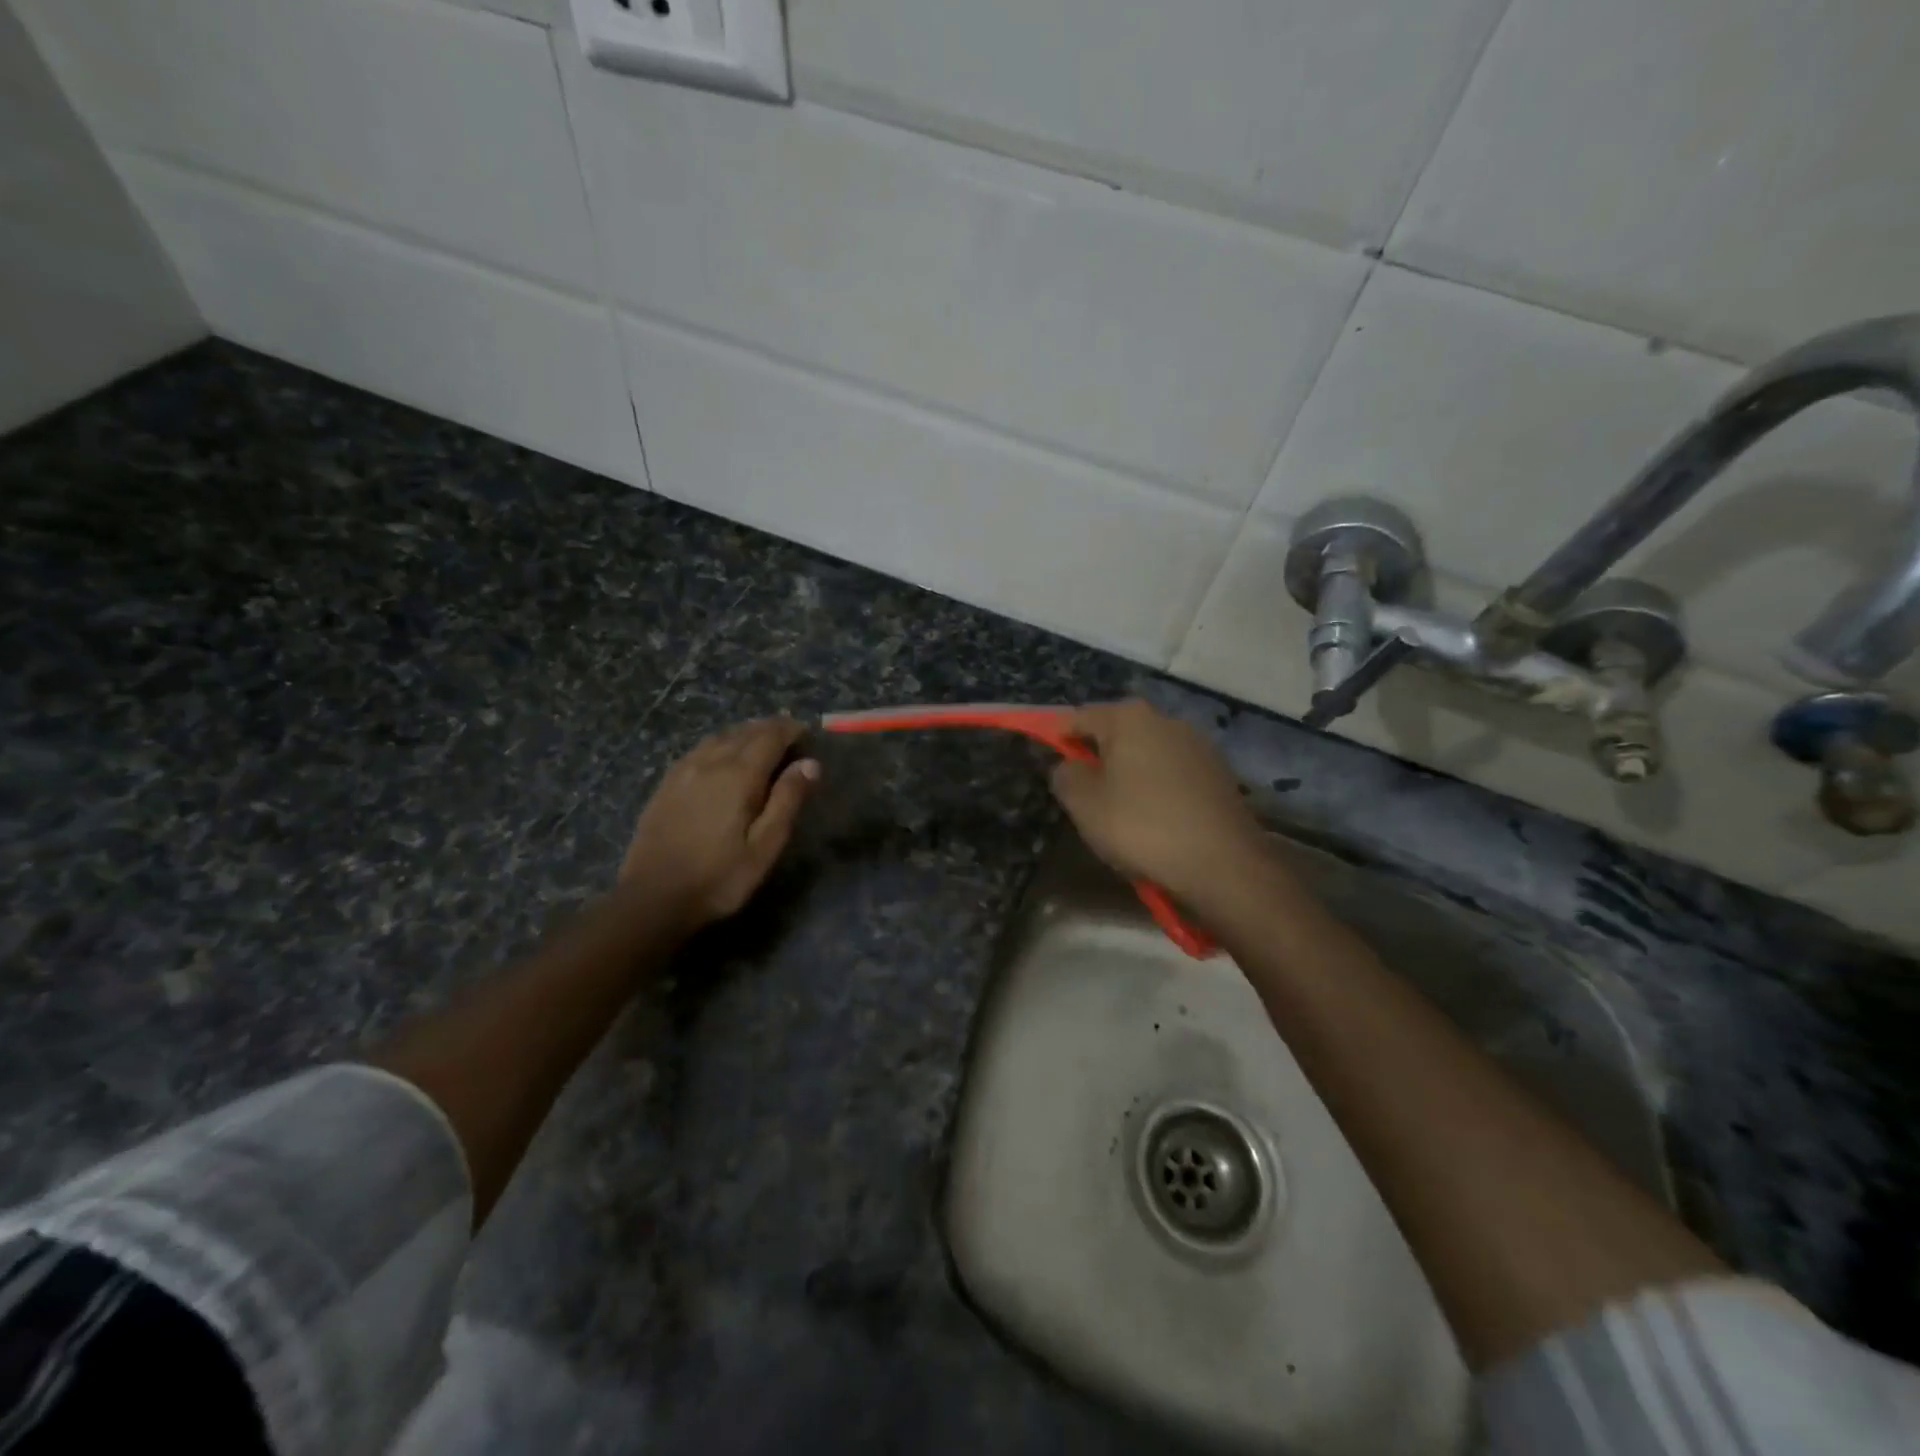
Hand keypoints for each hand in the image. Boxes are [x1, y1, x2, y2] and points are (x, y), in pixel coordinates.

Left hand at [619, 718, 819, 931]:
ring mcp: (683, 771)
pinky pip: (699, 750)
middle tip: (789, 736)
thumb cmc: (719, 877)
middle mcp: (710, 763)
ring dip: (744, 733)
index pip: (770, 737)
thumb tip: (810, 764)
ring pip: (719, 737)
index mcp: (739, 775)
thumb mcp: (765, 846)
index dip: (790, 730)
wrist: (652, 898)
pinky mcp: (666, 784)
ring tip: (760, 742)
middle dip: (769, 729)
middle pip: (744, 732)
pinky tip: (722, 757)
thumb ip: (787, 801)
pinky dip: (720, 744)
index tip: (807, 733)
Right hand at [1049, 701, 1269, 910]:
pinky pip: (1172, 773)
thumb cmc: (1142, 827)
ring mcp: (1197, 744)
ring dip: (1129, 774)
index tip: (1047, 761)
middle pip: (1116, 733)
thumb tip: (1069, 766)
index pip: (1078, 718)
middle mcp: (1165, 719)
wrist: (1223, 864)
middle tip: (1083, 794)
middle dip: (1097, 757)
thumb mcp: (1084, 804)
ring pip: (1146, 753)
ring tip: (1120, 811)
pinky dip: (1157, 788)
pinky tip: (1155, 819)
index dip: (1057, 738)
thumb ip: (1064, 775)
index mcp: (1128, 717)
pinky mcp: (1218, 772)